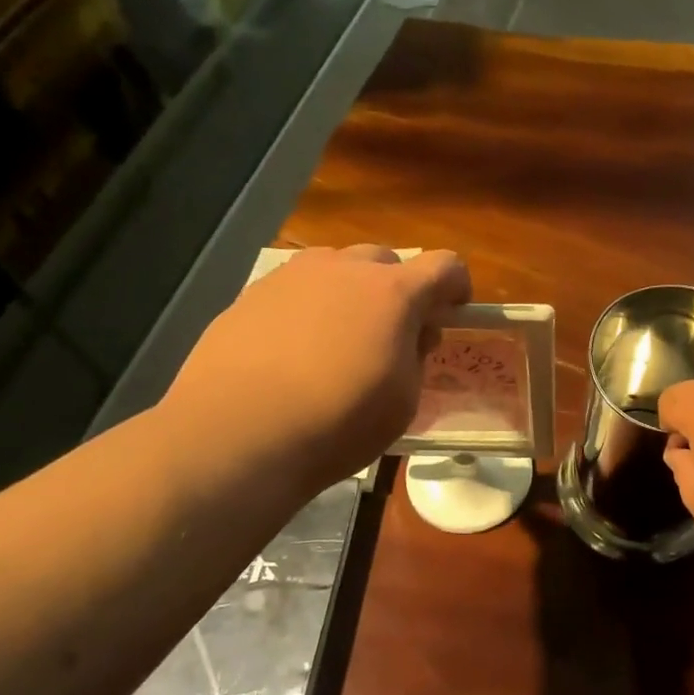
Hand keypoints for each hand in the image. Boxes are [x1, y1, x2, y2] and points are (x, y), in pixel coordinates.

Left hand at [158, 245, 469, 499]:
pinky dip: (308, 308)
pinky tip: (294, 351)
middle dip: (399, 289)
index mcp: (393, 292)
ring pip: (336, 267)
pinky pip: (295, 289)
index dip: (456, 286)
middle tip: (393, 332)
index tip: (452, 312)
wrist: (237, 434)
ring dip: (351, 292)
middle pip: (387, 260)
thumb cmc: (338, 421)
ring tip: (339, 338)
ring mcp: (292, 277)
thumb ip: (415, 356)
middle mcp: (344, 270)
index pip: (445, 265)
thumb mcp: (403, 400)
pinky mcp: (250, 294)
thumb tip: (410, 335)